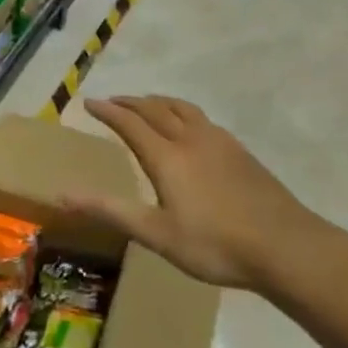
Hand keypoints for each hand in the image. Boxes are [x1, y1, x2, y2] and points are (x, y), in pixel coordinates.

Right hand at [65, 96, 333, 291]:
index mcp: (166, 156)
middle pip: (154, 108)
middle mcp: (189, 138)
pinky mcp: (239, 149)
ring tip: (146, 104)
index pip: (129, 123)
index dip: (108, 111)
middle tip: (113, 101)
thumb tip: (62, 194)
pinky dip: (182, 112)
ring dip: (157, 102)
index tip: (89, 102)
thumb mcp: (156, 234)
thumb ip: (110, 210)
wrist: (284, 245)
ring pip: (181, 108)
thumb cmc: (214, 245)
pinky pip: (201, 118)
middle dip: (129, 102)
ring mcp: (218, 141)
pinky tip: (189, 127)